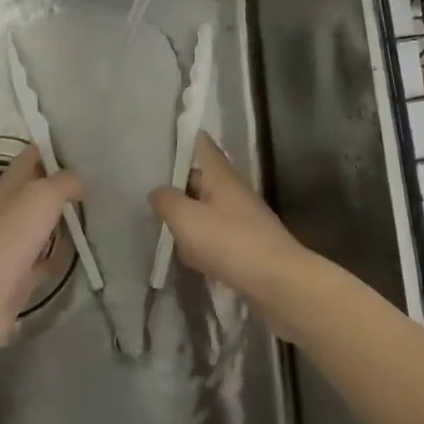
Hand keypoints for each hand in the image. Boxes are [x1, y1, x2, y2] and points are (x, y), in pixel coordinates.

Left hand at [0, 144, 82, 355]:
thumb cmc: (10, 237)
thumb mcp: (42, 196)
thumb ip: (64, 182)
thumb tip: (80, 181)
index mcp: (9, 184)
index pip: (33, 155)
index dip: (55, 148)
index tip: (85, 145)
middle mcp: (9, 209)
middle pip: (39, 189)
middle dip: (65, 183)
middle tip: (101, 180)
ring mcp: (14, 242)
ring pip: (43, 223)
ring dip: (65, 218)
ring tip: (98, 211)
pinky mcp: (20, 274)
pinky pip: (46, 258)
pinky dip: (62, 254)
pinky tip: (83, 251)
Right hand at [149, 133, 317, 322]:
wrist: (280, 285)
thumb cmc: (230, 242)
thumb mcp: (185, 218)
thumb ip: (166, 200)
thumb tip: (158, 191)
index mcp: (220, 173)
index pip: (199, 142)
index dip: (178, 138)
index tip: (153, 143)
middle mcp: (232, 189)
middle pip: (199, 176)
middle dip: (175, 181)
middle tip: (144, 186)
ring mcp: (241, 218)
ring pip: (205, 207)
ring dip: (186, 215)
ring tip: (158, 222)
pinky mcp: (246, 245)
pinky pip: (215, 235)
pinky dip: (200, 242)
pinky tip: (186, 255)